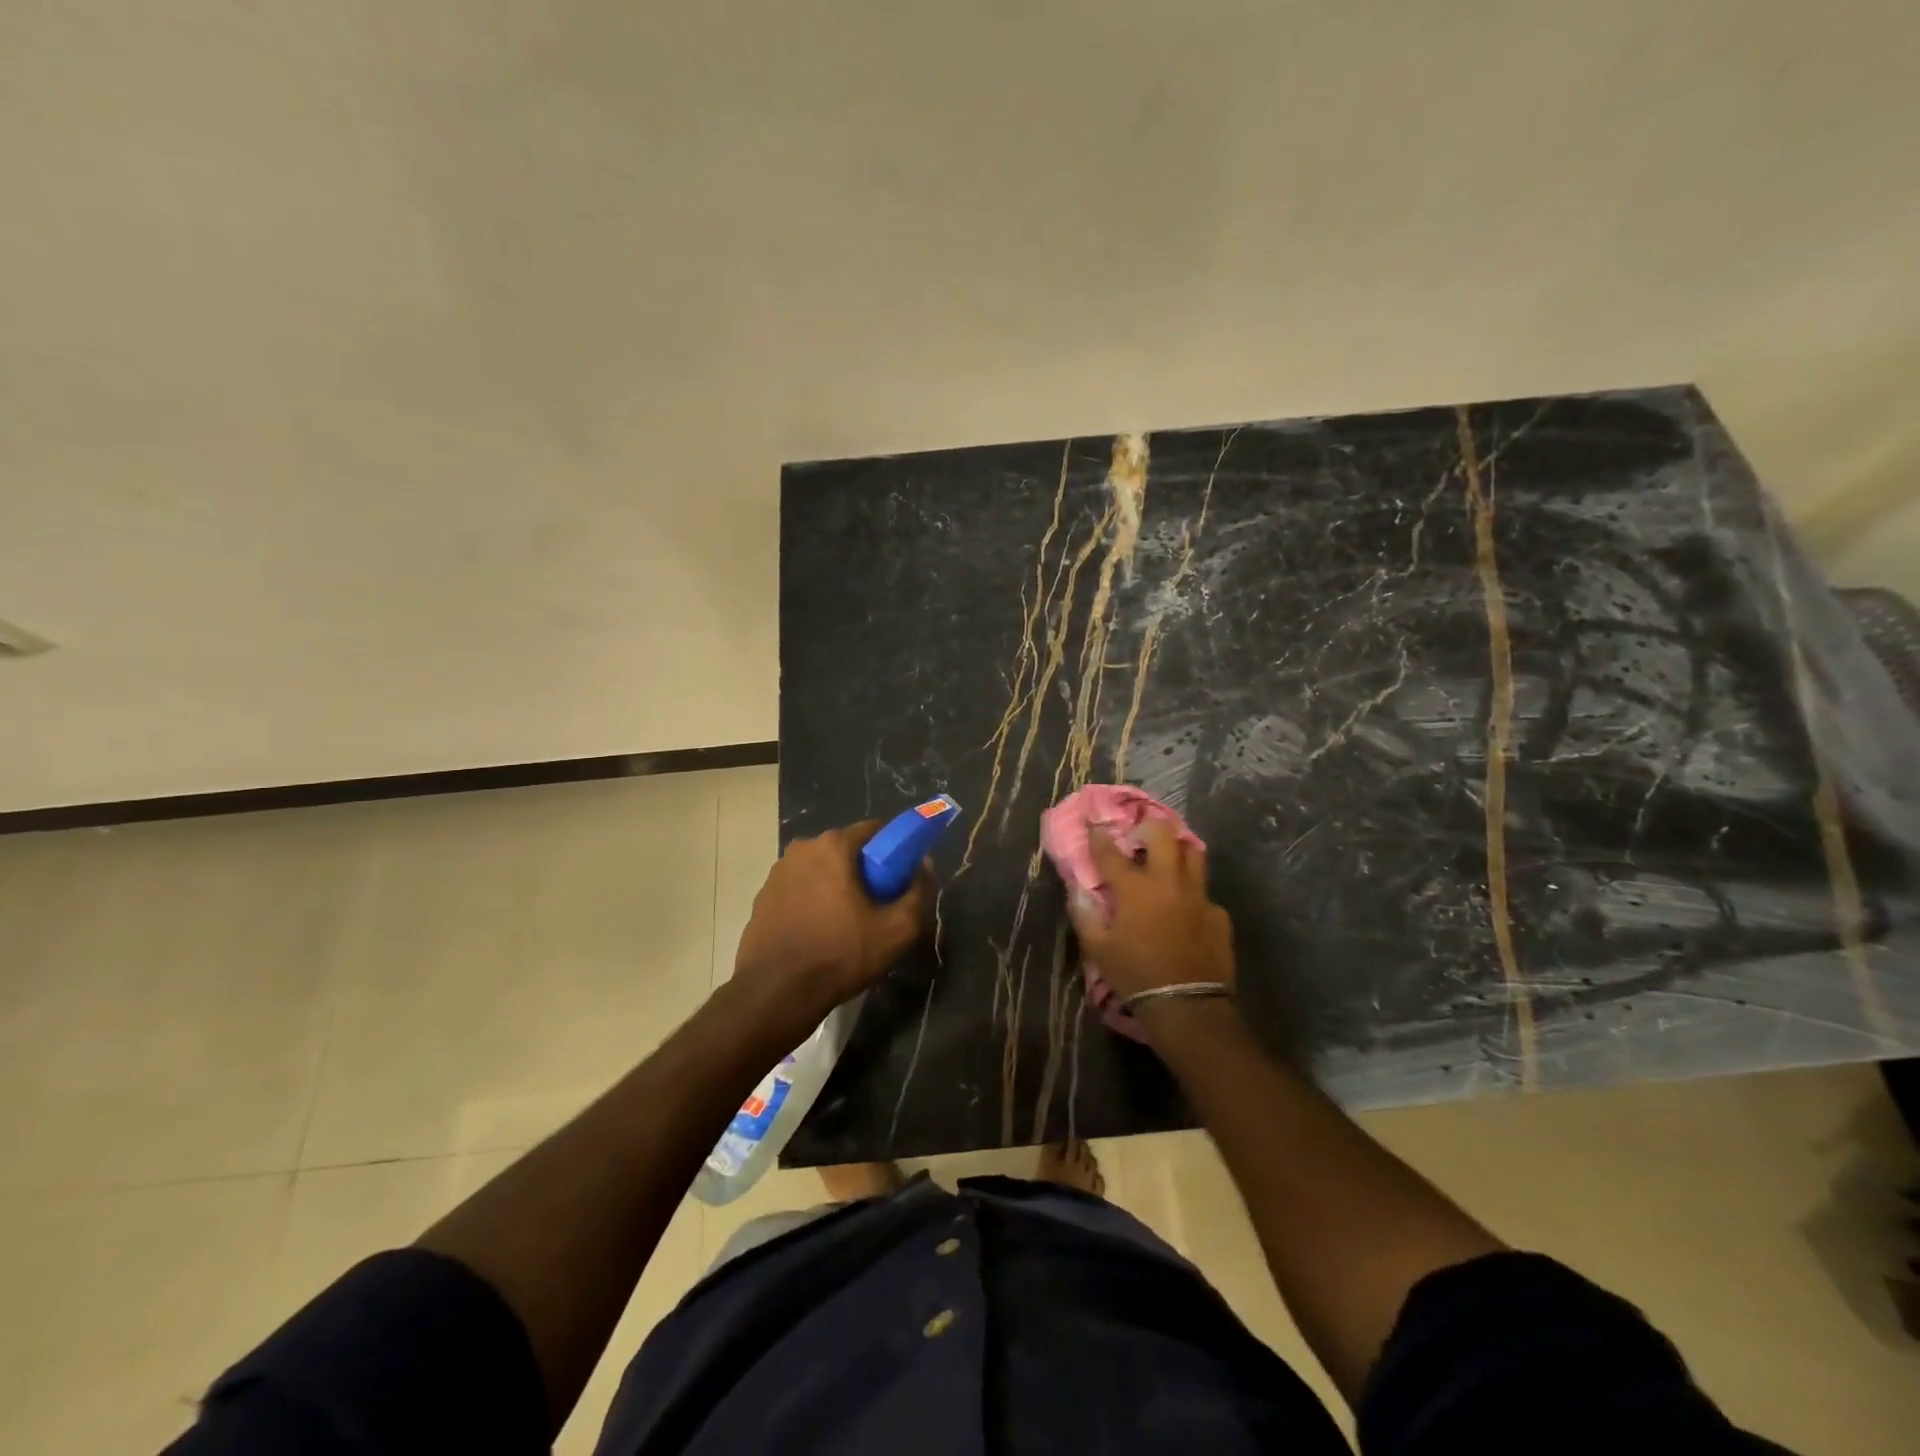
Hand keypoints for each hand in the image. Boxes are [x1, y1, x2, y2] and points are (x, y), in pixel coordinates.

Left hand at [731, 821, 931, 1032]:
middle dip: (864, 871)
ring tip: (847, 925)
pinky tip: (819, 934)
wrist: (776, 994)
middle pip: (846, 850)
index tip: (900, 880)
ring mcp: (777, 873)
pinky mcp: (762, 898)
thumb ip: (918, 891)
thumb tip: (923, 865)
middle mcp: (801, 849)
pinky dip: (812, 902)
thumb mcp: (897, 930)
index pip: (874, 830)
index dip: (893, 852)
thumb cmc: (840, 955)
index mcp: (833, 846)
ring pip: (821, 870)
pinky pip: (799, 890)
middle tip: (877, 906)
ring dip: (836, 887)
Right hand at [1067, 819, 1234, 1000]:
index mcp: (1135, 888)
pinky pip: (1204, 892)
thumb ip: (1084, 915)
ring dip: (1177, 849)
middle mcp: (1168, 881)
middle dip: (1148, 827)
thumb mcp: (1098, 949)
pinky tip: (1186, 911)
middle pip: (1163, 833)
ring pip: (1193, 852)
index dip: (1099, 837)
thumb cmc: (1135, 974)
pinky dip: (1192, 893)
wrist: (1187, 1006)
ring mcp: (1198, 895)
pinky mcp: (1219, 914)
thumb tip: (1078, 892)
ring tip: (1167, 861)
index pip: (1111, 851)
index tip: (1094, 827)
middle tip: (1139, 838)